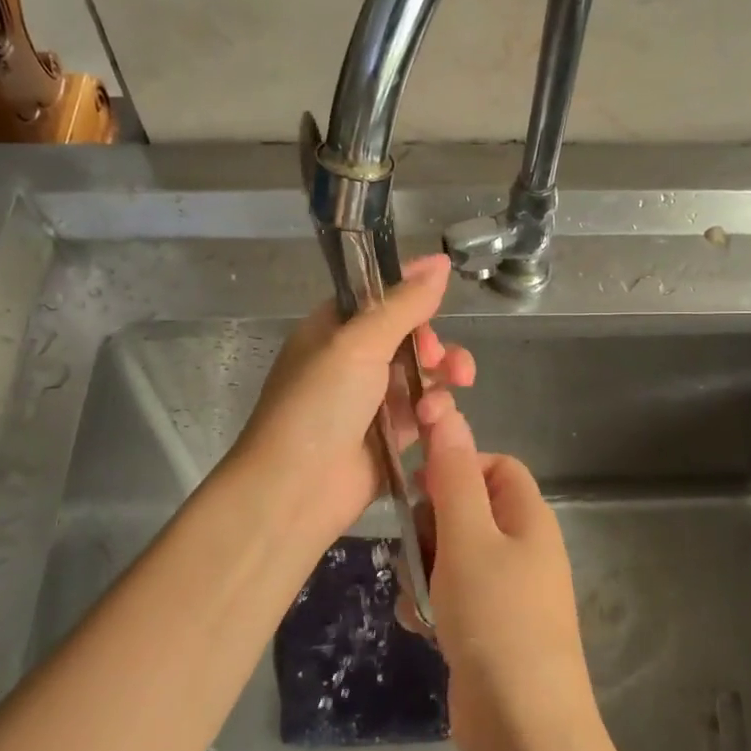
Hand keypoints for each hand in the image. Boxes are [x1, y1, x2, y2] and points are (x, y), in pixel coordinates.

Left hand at [231, 254, 474, 543]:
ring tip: (454, 386)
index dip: (411, 293)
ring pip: (422, 376)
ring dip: (442, 377)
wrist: (296, 488)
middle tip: (442, 359)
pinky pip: (424, 413)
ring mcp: (370, 401)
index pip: (378, 298)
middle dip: (435, 343)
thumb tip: (439, 262)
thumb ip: (403, 304)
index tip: (443, 291)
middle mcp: (351, 361)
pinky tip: (436, 421)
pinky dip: (436, 412)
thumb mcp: (359, 343)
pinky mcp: (389, 438)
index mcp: (332, 329)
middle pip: (408, 338)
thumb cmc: (319, 405)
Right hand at [415, 399, 595, 750]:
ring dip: (425, 568)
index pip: (494, 466)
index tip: (419, 488)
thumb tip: (448, 410)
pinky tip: (422, 625)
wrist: (522, 726)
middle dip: (432, 524)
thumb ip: (453, 474)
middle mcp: (523, 548)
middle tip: (412, 546)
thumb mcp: (468, 537)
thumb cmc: (497, 617)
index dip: (456, 466)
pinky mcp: (488, 627)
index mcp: (528, 517)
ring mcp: (507, 591)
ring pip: (452, 555)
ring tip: (417, 595)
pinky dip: (433, 604)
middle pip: (468, 509)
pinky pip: (452, 596)